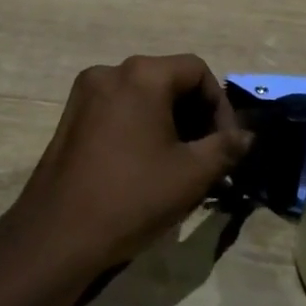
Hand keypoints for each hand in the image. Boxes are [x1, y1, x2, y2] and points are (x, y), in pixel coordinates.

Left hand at [1, 55, 253, 282]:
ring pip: (143, 96)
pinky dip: (141, 127)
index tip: (227, 145)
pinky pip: (118, 110)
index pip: (197, 71)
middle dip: (195, 115)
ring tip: (182, 165)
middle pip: (168, 80)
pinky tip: (147, 165)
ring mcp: (85, 93)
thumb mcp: (192, 174)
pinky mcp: (70, 117)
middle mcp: (110, 72)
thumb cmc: (132, 197)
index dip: (220, 105)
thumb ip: (226, 147)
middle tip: (209, 157)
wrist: (58, 235)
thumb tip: (247, 136)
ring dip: (169, 123)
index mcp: (142, 75)